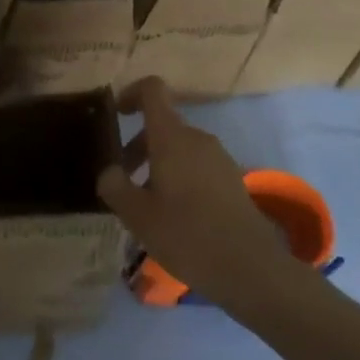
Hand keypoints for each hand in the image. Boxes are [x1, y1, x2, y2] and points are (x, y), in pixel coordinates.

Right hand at [98, 78, 298, 316]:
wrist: (251, 268)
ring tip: (145, 205)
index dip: (131, 94)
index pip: (152, 90)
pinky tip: (172, 216)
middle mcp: (197, 139)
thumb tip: (109, 172)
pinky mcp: (231, 180)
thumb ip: (114, 186)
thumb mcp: (137, 215)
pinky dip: (177, 178)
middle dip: (137, 146)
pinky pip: (196, 166)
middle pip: (162, 125)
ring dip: (157, 166)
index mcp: (172, 137)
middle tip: (122, 181)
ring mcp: (218, 158)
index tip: (117, 116)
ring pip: (179, 148)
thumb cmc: (187, 235)